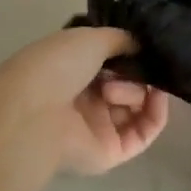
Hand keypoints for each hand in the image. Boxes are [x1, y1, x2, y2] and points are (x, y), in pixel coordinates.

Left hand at [0, 26, 169, 175]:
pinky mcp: (110, 153)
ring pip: (137, 106)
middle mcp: (85, 100)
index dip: (130, 52)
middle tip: (126, 67)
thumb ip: (121, 39)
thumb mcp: (91, 37)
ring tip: (112, 90)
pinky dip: (156, 113)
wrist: (33, 113)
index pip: (112, 63)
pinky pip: (144, 133)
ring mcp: (98, 128)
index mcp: (73, 72)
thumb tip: (141, 46)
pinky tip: (157, 96)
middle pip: (128, 83)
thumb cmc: (55, 67)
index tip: (143, 45)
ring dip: (137, 89)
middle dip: (135, 70)